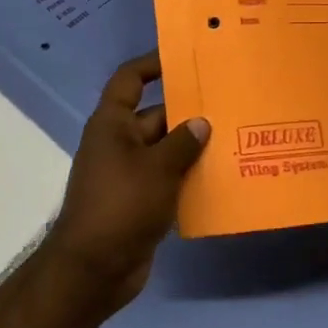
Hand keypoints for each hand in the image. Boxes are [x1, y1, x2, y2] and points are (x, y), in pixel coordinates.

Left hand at [42, 51, 209, 309]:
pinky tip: (221, 178)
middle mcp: (118, 143)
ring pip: (165, 150)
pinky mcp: (139, 201)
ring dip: (193, 147)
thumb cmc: (121, 205)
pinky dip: (188, 176)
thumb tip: (200, 122)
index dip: (152, 64)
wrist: (93, 270)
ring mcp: (128, 173)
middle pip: (156, 115)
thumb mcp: (157, 168)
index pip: (130, 80)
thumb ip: (182, 142)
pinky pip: (167, 179)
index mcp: (112, 124)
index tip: (183, 57)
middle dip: (188, 112)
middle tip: (228, 104)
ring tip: (234, 138)